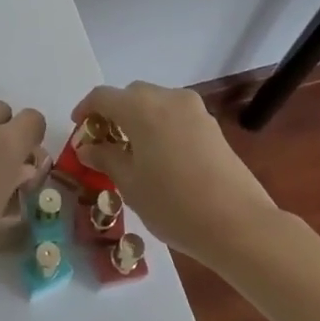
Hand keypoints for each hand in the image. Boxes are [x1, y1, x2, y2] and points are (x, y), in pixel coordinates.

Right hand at [72, 81, 277, 261]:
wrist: (240, 225)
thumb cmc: (173, 204)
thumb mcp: (130, 183)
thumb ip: (105, 158)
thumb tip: (87, 147)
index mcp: (140, 107)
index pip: (102, 97)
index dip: (85, 110)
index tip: (79, 129)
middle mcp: (167, 98)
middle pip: (131, 95)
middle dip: (114, 113)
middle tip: (105, 143)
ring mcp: (194, 110)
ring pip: (156, 103)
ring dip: (139, 119)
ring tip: (133, 152)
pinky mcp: (212, 126)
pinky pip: (176, 116)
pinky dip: (161, 126)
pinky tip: (161, 157)